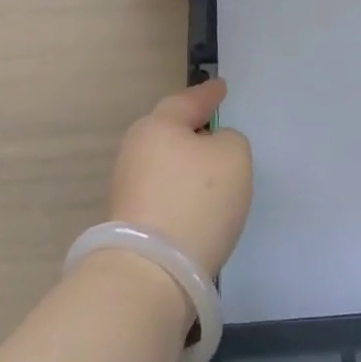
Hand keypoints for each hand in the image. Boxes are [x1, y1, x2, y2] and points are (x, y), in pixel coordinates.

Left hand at [106, 78, 252, 279]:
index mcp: (158, 125)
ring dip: (185, 164)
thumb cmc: (196, 201)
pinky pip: (161, 192)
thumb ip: (229, 141)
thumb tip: (211, 149)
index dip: (209, 94)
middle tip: (214, 127)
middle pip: (170, 130)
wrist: (152, 275)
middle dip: (191, 128)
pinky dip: (179, 193)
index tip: (221, 87)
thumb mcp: (233, 156)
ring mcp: (127, 187)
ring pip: (164, 162)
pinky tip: (195, 205)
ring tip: (210, 172)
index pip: (189, 100)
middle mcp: (136, 149)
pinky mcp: (128, 221)